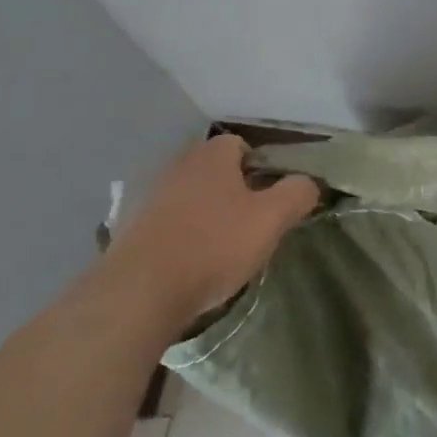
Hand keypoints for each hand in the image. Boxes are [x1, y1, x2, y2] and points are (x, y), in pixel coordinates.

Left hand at [105, 135, 319, 327]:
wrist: (139, 292)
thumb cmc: (213, 246)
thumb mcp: (271, 219)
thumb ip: (297, 193)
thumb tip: (308, 183)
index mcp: (210, 157)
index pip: (239, 144)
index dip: (259, 166)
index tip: (270, 197)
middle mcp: (176, 166)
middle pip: (213, 170)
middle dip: (233, 190)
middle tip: (251, 222)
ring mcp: (147, 197)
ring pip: (188, 196)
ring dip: (205, 213)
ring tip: (220, 247)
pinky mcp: (128, 229)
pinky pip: (165, 223)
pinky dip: (179, 235)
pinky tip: (189, 262)